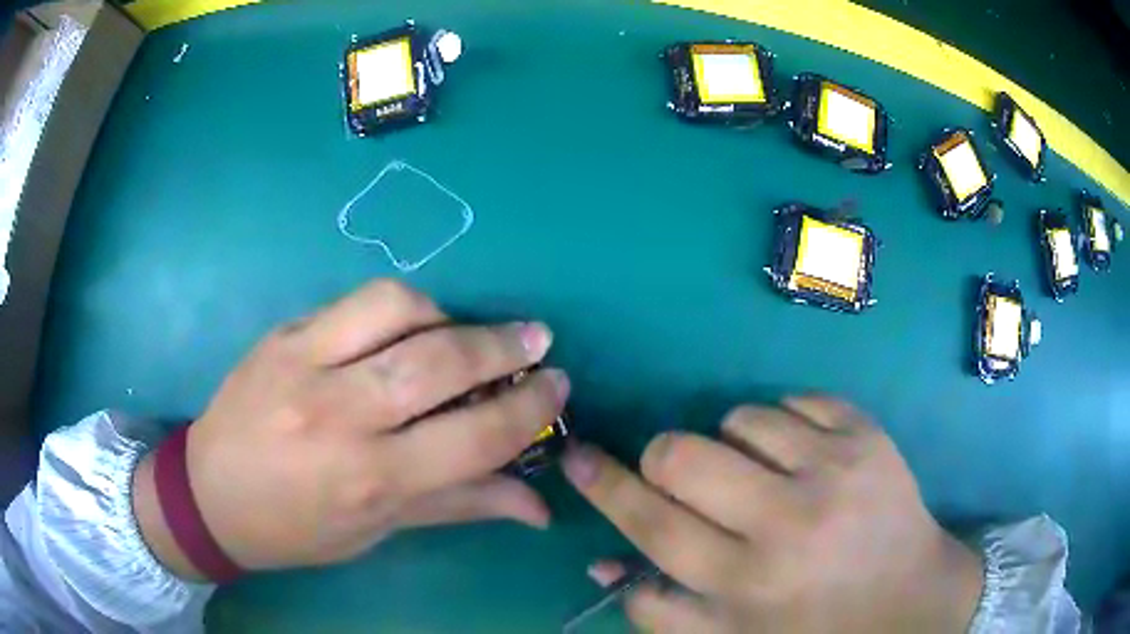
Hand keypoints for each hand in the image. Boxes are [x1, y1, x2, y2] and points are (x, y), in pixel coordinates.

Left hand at [133, 280, 568, 577]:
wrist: (210, 494)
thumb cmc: (297, 528)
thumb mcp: (379, 531)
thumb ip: (460, 505)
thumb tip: (537, 507)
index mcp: (371, 480)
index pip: (476, 436)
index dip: (529, 407)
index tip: (557, 385)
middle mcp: (340, 417)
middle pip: (441, 361)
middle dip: (505, 346)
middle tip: (536, 340)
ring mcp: (305, 364)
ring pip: (400, 309)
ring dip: (449, 317)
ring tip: (461, 335)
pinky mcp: (284, 334)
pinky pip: (358, 300)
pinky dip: (402, 306)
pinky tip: (407, 326)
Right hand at [563, 397, 982, 632]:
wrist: (909, 597)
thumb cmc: (816, 626)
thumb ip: (662, 611)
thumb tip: (605, 561)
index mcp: (749, 582)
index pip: (653, 523)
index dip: (605, 485)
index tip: (577, 456)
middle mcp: (789, 521)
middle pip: (683, 455)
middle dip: (666, 459)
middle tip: (686, 478)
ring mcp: (835, 467)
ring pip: (739, 418)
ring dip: (733, 445)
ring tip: (762, 477)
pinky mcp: (866, 433)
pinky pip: (793, 401)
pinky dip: (783, 425)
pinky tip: (802, 459)